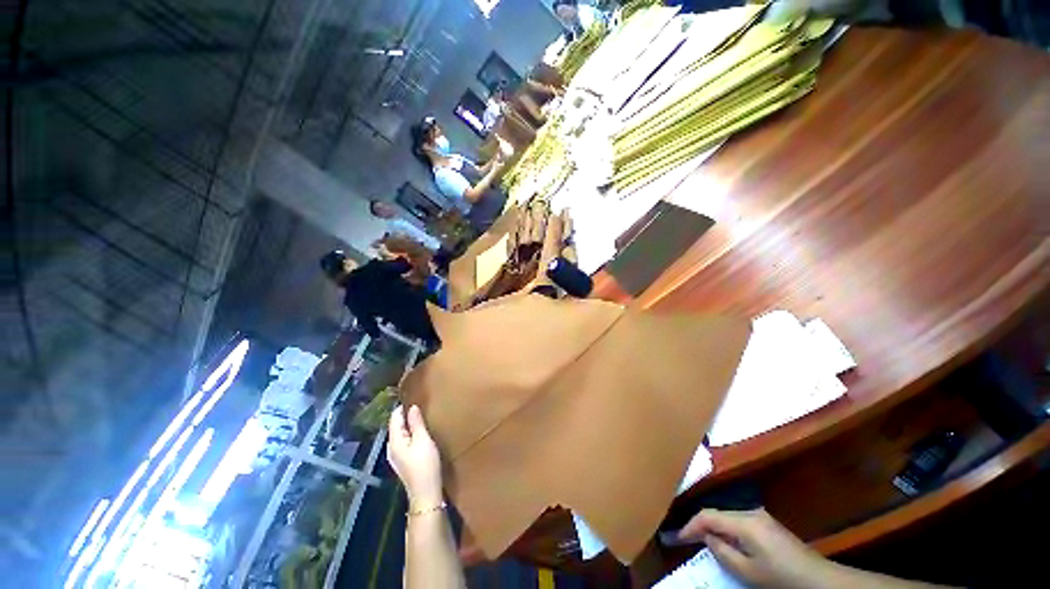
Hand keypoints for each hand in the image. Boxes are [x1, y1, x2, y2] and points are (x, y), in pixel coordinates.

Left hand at [387, 405, 443, 507]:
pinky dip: (411, 433)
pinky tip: (420, 432)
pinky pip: (404, 441)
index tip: (414, 396)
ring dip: (409, 424)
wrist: (426, 492)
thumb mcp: (423, 441)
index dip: (403, 407)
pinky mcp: (403, 461)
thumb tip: (412, 407)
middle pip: (396, 426)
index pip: (394, 418)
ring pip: (401, 433)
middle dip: (406, 415)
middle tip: (420, 404)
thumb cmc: (425, 465)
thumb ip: (416, 423)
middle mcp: (392, 447)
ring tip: (422, 415)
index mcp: (394, 441)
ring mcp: (397, 456)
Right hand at [678, 509, 837, 588]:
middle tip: (688, 540)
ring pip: (728, 517)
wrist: (818, 580)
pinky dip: (728, 530)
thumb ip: (722, 552)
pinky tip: (728, 543)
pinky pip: (739, 522)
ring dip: (715, 528)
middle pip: (717, 513)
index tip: (678, 538)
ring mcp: (761, 516)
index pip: (708, 516)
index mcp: (744, 521)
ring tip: (704, 542)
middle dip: (701, 526)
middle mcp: (750, 512)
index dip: (690, 525)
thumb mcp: (747, 572)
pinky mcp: (768, 523)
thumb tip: (707, 538)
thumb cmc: (780, 577)